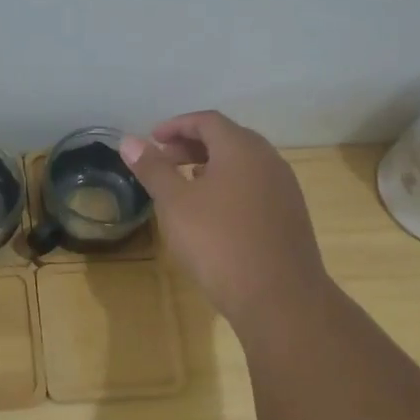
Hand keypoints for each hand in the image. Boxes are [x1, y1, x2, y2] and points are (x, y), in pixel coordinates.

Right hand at [121, 111, 326, 327]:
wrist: (279, 298)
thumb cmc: (219, 243)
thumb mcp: (175, 204)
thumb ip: (153, 169)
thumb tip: (129, 141)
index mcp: (242, 148)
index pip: (207, 121)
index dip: (176, 125)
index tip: (152, 139)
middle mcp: (268, 160)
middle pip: (227, 138)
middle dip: (192, 145)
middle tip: (163, 160)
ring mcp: (284, 188)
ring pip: (242, 163)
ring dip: (211, 165)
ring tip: (184, 184)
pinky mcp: (290, 215)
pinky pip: (254, 186)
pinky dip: (229, 185)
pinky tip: (213, 212)